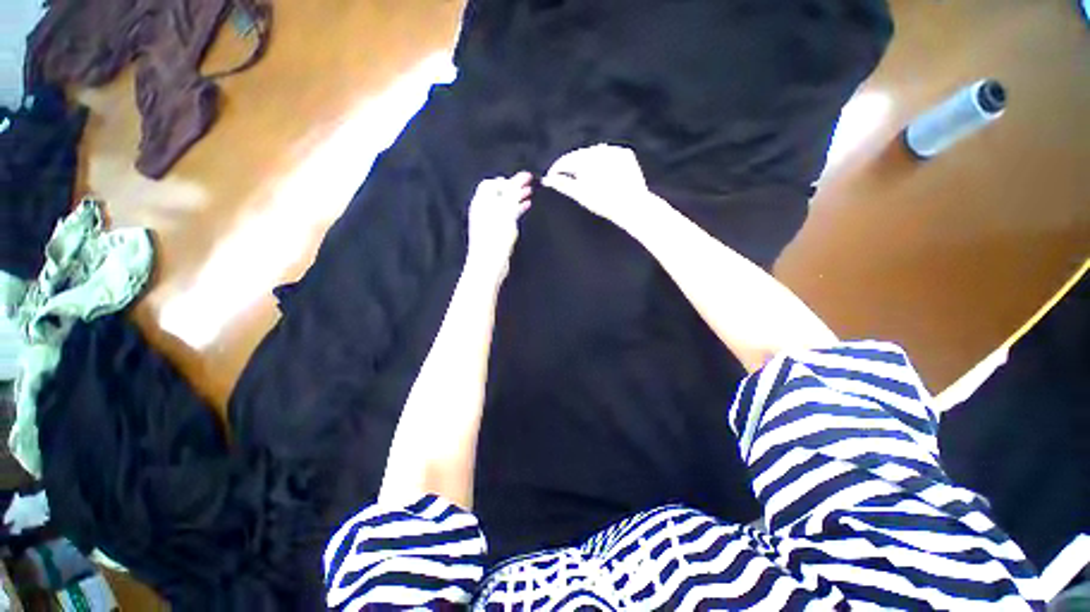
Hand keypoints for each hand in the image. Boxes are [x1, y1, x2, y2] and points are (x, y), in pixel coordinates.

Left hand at [467, 172, 532, 270]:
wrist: (489, 263)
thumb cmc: (496, 237)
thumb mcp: (507, 212)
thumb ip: (514, 193)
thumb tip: (522, 176)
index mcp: (481, 202)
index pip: (492, 184)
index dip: (507, 181)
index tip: (521, 182)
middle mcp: (482, 210)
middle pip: (498, 193)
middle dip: (513, 188)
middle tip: (528, 186)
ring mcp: (488, 222)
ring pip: (503, 205)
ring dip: (515, 199)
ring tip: (529, 195)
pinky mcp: (494, 232)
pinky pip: (505, 216)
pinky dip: (515, 210)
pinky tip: (525, 209)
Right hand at [541, 144, 651, 227]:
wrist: (633, 206)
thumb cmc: (604, 204)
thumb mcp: (581, 195)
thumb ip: (563, 185)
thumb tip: (548, 180)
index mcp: (588, 159)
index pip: (566, 160)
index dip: (556, 169)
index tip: (551, 177)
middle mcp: (601, 150)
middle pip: (579, 155)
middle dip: (571, 165)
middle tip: (564, 177)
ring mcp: (615, 150)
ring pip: (594, 154)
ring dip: (586, 163)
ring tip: (582, 177)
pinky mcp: (625, 153)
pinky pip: (608, 155)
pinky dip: (601, 162)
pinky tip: (600, 174)